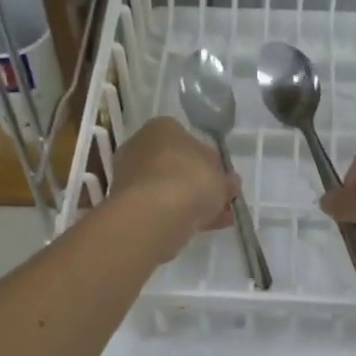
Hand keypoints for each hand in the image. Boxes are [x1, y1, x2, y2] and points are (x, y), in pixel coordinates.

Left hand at [108, 117, 239, 264]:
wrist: (154, 214)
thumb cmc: (190, 179)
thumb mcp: (220, 175)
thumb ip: (224, 178)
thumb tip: (227, 183)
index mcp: (161, 128)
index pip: (187, 139)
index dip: (208, 159)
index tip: (222, 177)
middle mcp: (140, 147)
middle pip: (176, 165)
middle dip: (200, 183)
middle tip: (222, 199)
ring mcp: (131, 177)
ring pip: (169, 189)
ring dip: (193, 202)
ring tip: (220, 218)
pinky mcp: (128, 206)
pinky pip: (161, 208)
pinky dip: (182, 216)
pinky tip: (205, 228)